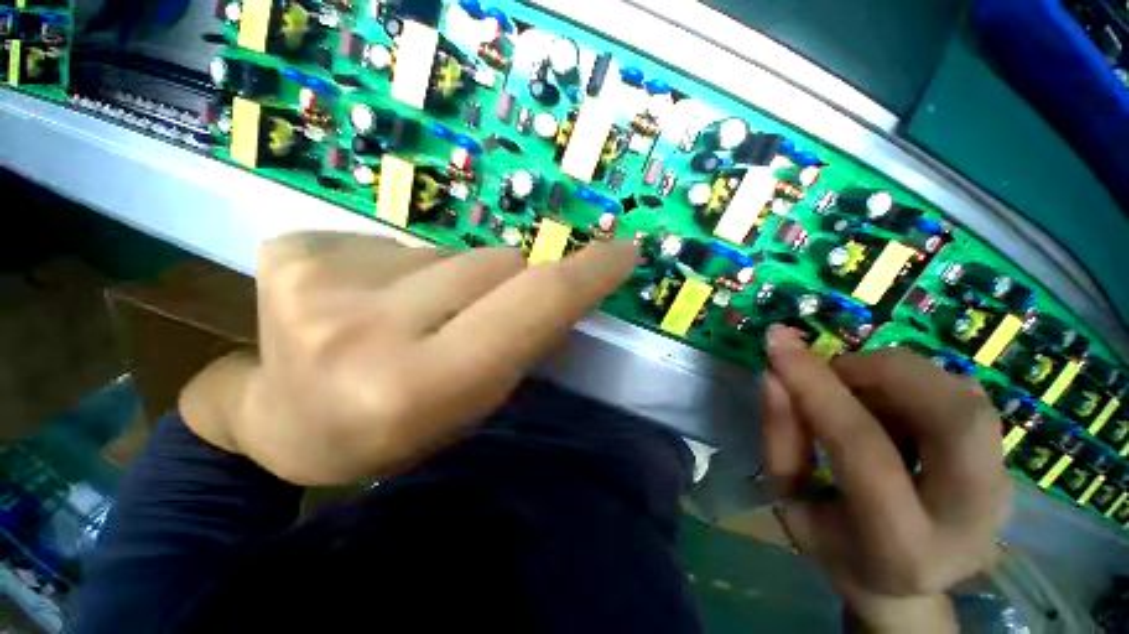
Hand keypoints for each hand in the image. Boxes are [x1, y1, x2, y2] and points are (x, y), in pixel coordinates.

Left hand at [180, 232, 637, 484]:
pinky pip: (393, 242)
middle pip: (494, 263)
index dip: (585, 275)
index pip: (531, 304)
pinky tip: (367, 300)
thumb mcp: (470, 406)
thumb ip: (520, 346)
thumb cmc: (388, 431)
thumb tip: (561, 295)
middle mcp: (367, 328)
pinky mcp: (292, 250)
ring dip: (451, 279)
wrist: (280, 422)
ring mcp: (320, 281)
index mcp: (417, 385)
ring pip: (447, 251)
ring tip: (412, 317)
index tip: (622, 252)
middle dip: (506, 284)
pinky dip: (402, 268)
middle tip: (474, 320)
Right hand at [761, 326, 1011, 631]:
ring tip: (859, 393)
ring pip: (966, 398)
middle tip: (836, 370)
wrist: (905, 584)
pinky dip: (919, 384)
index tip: (778, 343)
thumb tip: (775, 376)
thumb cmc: (835, 546)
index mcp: (901, 546)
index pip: (862, 447)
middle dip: (884, 371)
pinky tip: (892, 408)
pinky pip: (967, 397)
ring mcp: (1003, 492)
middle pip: (954, 417)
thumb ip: (780, 438)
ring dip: (899, 376)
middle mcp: (970, 520)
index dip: (817, 386)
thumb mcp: (789, 502)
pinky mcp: (1010, 469)